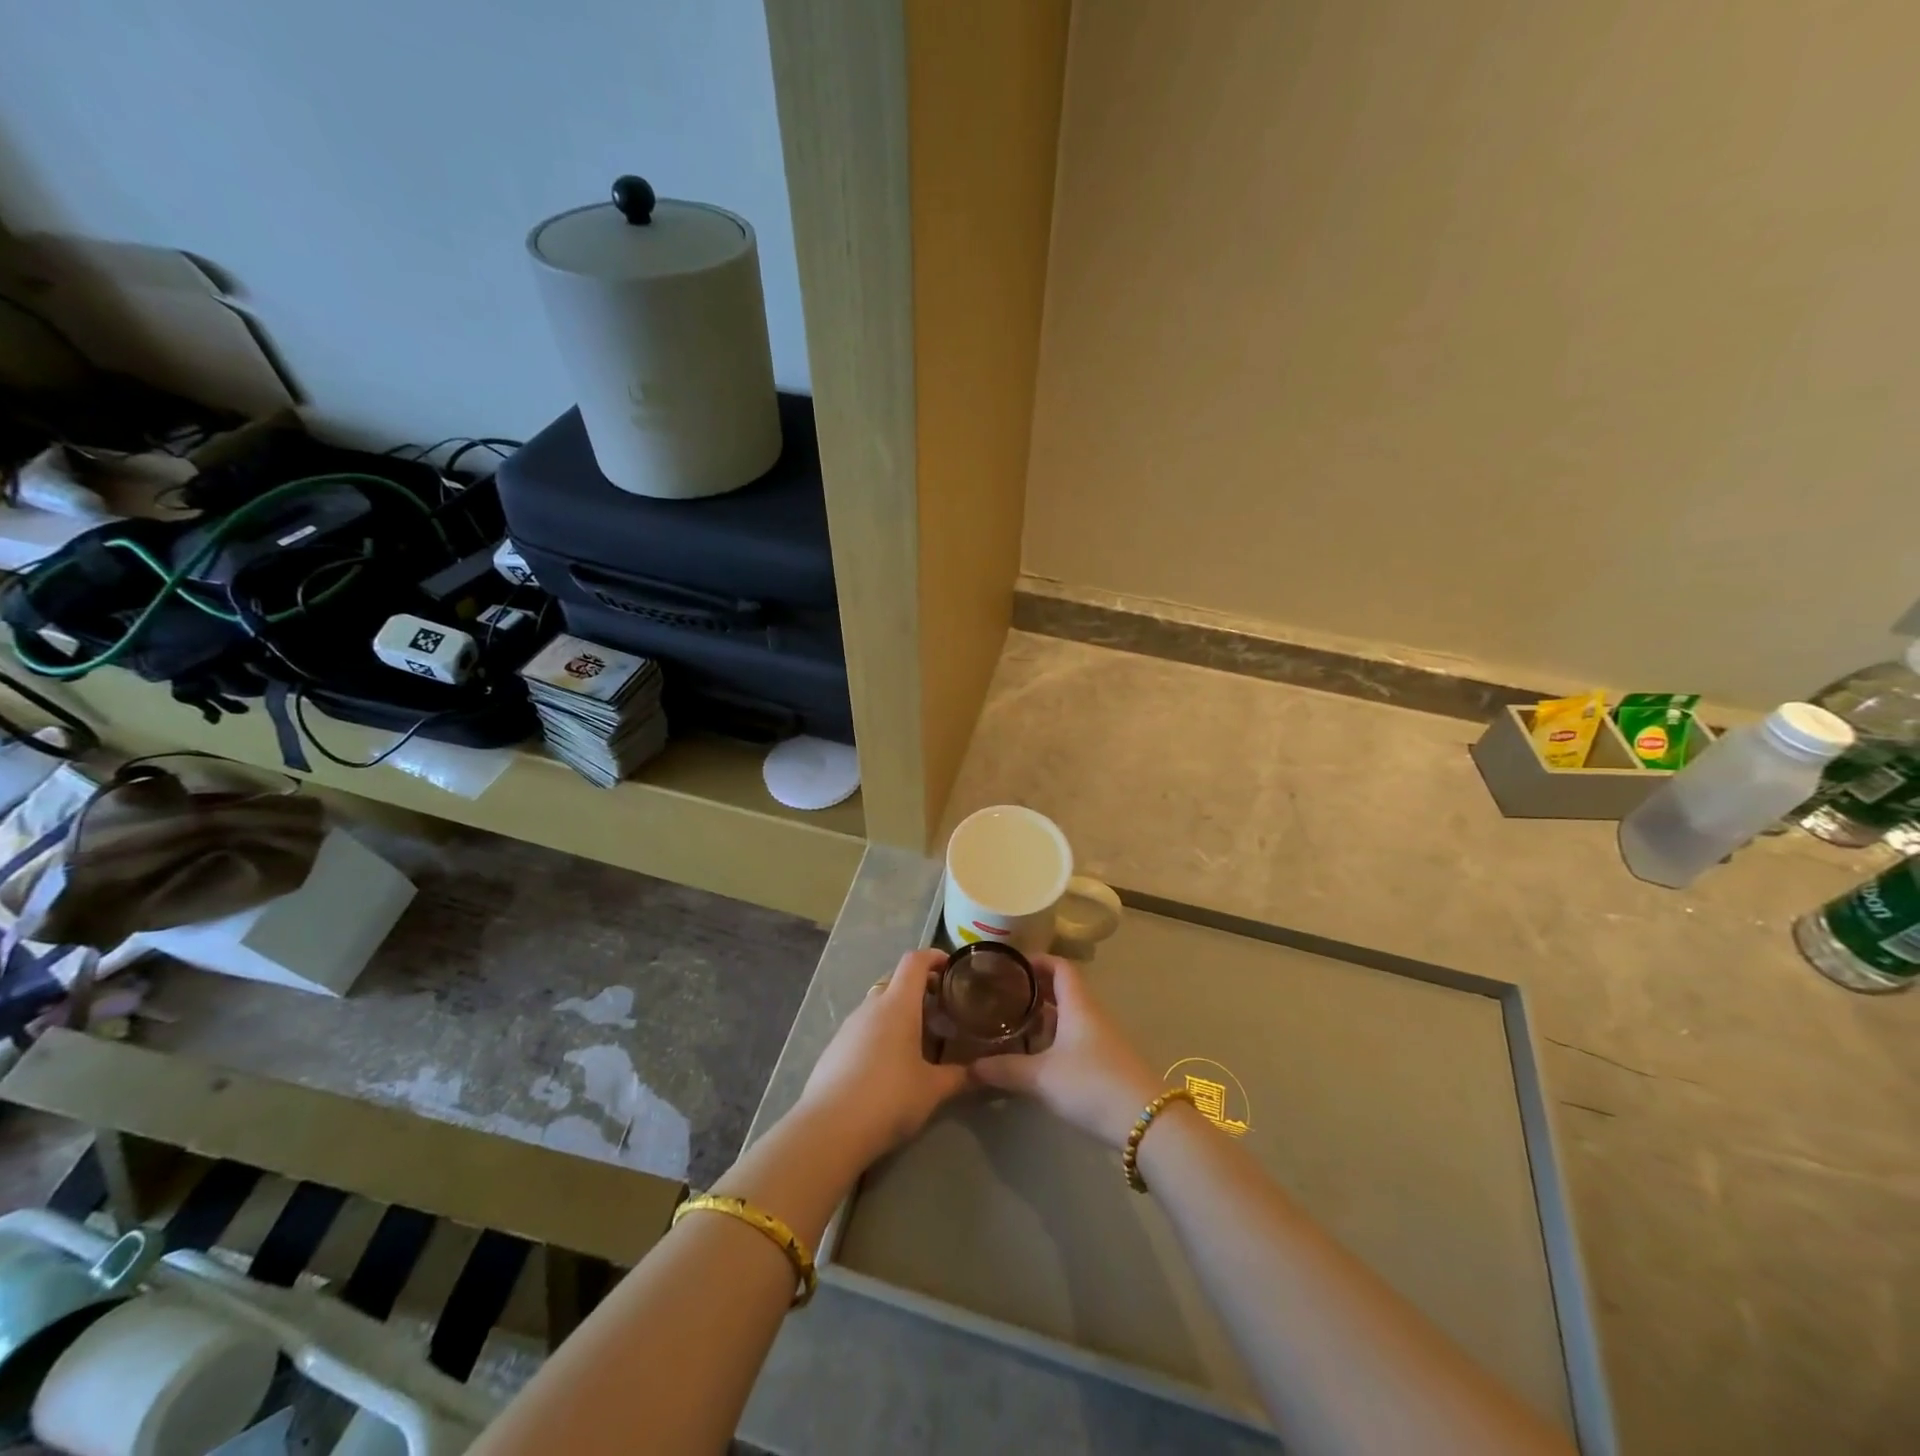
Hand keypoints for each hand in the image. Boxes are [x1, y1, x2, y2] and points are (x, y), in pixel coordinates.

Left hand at [798, 950, 967, 1162]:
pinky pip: (863, 1027)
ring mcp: (849, 1026)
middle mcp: (871, 1006)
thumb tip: (987, 1071)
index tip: (951, 967)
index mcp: (897, 1004)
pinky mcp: (834, 1048)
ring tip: (919, 1038)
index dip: (934, 956)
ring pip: (878, 1004)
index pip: (914, 961)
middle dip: (919, 987)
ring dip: (898, 1011)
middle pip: (896, 980)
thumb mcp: (933, 1089)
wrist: (829, 1129)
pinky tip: (889, 1063)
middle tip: (941, 1009)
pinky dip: (880, 1031)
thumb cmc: (889, 1098)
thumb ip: (961, 1076)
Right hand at [972, 955, 1162, 1147]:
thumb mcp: (1041, 1077)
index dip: (1037, 960)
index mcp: (1078, 1004)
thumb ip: (1004, 1069)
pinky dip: (1055, 1036)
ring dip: (1045, 1014)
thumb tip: (969, 1067)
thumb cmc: (1091, 1084)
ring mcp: (1102, 1038)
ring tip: (1014, 1022)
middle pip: (1064, 989)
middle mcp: (1091, 1014)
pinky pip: (1077, 1036)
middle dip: (1035, 988)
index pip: (1060, 966)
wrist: (1146, 1122)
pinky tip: (1038, 1054)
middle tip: (1003, 994)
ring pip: (1070, 1014)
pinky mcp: (1107, 1061)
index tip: (1010, 965)